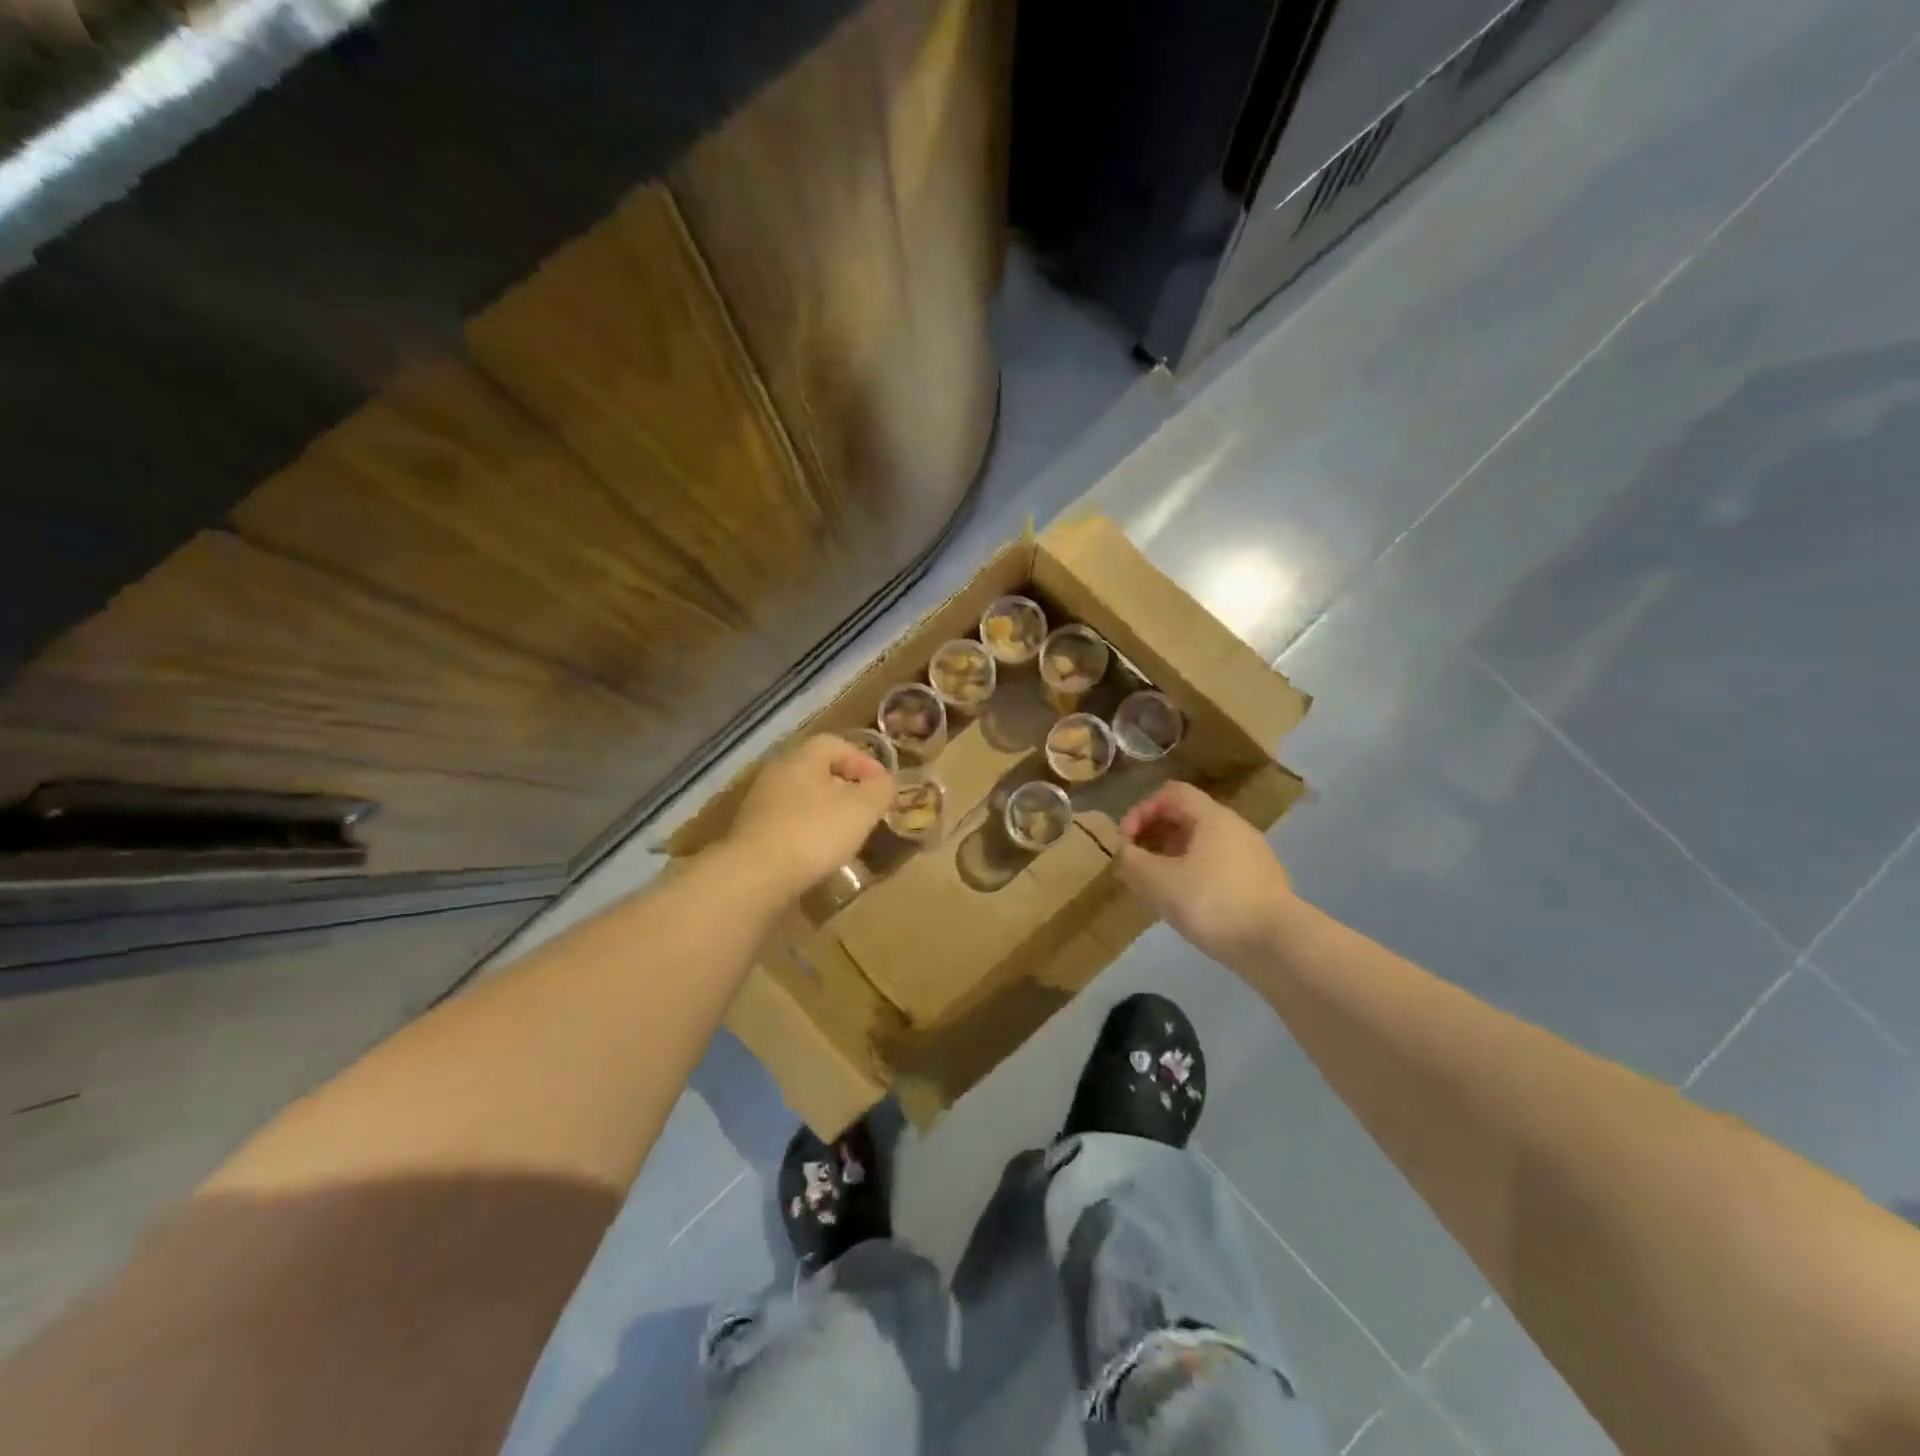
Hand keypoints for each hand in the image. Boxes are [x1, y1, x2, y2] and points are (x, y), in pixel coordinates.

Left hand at [721, 734, 893, 898]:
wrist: (755, 876)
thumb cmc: (814, 833)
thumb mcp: (862, 809)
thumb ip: (880, 789)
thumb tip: (884, 782)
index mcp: (802, 757)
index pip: (837, 744)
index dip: (864, 761)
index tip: (882, 786)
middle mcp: (777, 771)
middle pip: (818, 770)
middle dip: (847, 787)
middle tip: (867, 809)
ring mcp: (760, 802)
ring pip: (803, 797)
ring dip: (827, 811)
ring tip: (847, 834)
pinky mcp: (753, 832)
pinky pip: (789, 821)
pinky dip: (808, 830)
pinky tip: (819, 852)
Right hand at [1117, 782, 1292, 967]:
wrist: (1277, 945)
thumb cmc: (1212, 902)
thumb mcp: (1158, 882)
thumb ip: (1133, 862)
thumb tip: (1125, 853)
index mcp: (1212, 817)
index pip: (1171, 793)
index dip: (1141, 810)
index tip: (1126, 841)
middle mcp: (1236, 828)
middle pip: (1187, 817)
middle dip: (1155, 835)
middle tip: (1137, 863)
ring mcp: (1253, 856)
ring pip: (1203, 844)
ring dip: (1173, 857)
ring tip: (1158, 887)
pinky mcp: (1261, 883)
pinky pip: (1218, 866)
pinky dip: (1195, 875)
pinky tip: (1188, 905)